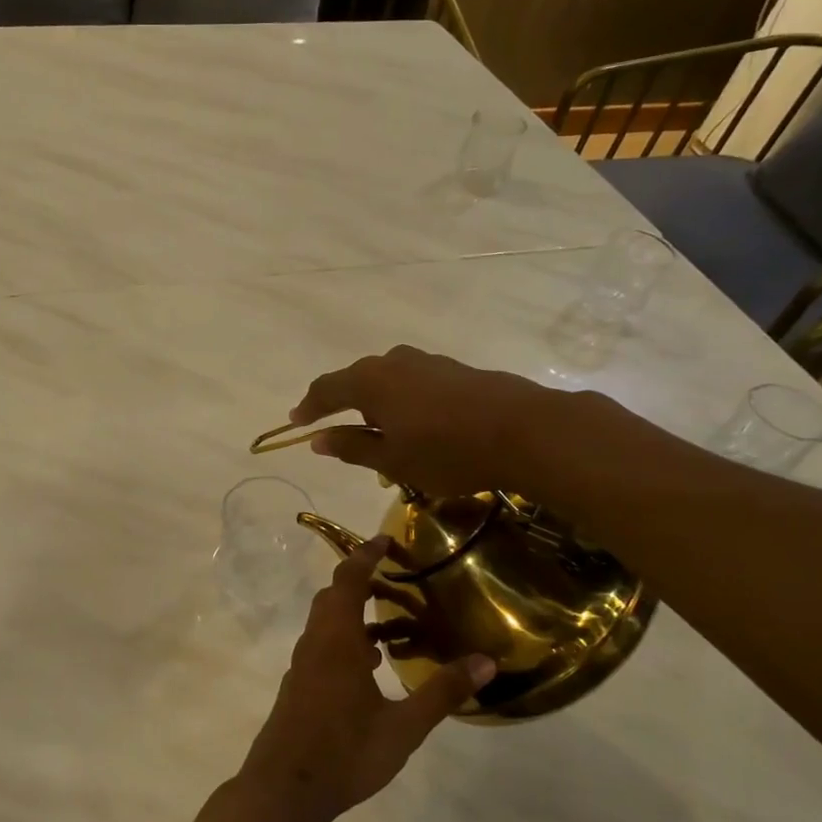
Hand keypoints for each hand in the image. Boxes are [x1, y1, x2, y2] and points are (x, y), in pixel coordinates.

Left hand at [232, 538, 494, 821]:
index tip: (386, 540)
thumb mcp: (404, 727)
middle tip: (398, 579)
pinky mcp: (300, 685)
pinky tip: (373, 666)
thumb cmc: (345, 753)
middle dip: (361, 580)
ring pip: (327, 623)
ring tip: (395, 624)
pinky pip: (324, 646)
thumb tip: (487, 661)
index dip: (365, 556)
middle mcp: (315, 643)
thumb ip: (442, 692)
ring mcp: (303, 665)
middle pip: (333, 597)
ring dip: (355, 614)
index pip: (348, 580)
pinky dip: (347, 639)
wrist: (285, 788)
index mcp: (336, 641)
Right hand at [289, 345, 569, 497]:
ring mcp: (428, 362)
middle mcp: (394, 362)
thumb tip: (318, 439)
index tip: (296, 422)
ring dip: (377, 406)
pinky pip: (414, 384)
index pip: (326, 388)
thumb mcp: (393, 459)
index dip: (308, 407)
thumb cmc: (447, 451)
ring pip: (388, 381)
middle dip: (343, 406)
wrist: (526, 431)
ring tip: (380, 434)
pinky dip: (403, 403)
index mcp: (370, 381)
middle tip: (337, 432)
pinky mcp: (455, 370)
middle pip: (357, 380)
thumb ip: (351, 447)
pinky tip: (416, 426)